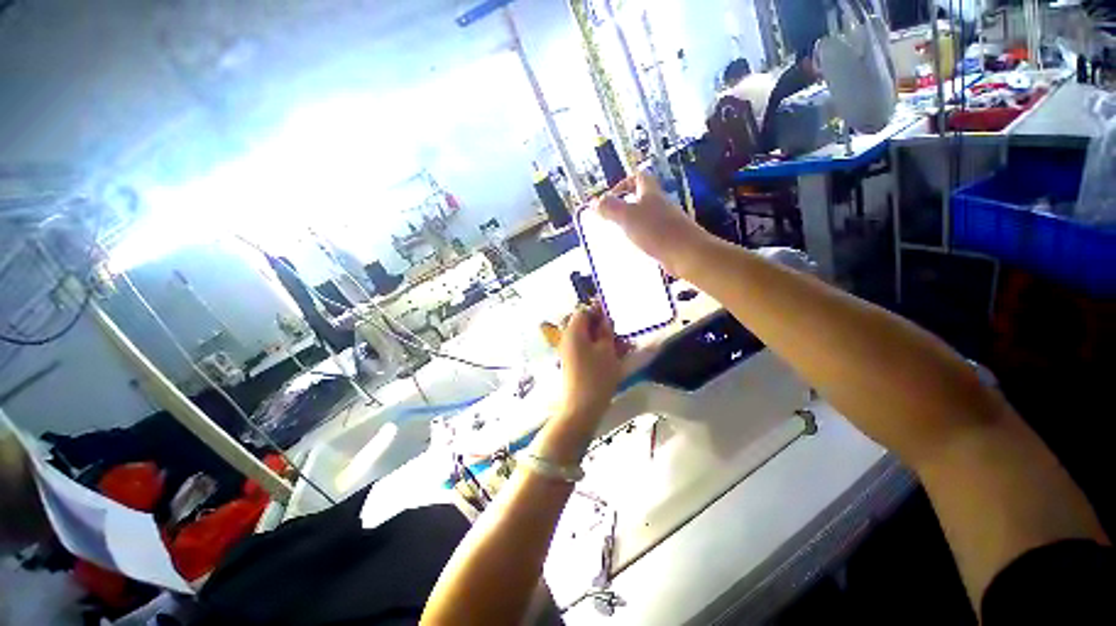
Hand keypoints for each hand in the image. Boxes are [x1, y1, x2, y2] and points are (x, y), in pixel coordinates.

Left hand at [557, 301, 623, 422]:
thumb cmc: (597, 375)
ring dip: (602, 340)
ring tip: (621, 348)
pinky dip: (598, 350)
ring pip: (586, 338)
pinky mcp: (572, 363)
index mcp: (573, 331)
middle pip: (584, 325)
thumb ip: (606, 330)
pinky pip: (585, 350)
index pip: (582, 311)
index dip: (597, 312)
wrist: (582, 406)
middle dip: (602, 328)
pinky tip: (613, 357)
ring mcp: (568, 351)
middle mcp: (567, 338)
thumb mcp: (607, 349)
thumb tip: (604, 318)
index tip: (612, 321)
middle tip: (618, 336)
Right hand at [592, 171, 709, 275]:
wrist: (686, 253)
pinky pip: (652, 233)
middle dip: (626, 205)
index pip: (638, 176)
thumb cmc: (656, 230)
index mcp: (651, 193)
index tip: (611, 197)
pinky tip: (635, 248)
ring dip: (633, 222)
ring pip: (647, 216)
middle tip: (612, 218)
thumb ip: (610, 208)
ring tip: (620, 234)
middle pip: (642, 197)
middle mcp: (660, 204)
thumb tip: (594, 202)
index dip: (624, 182)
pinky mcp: (670, 238)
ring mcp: (667, 222)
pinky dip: (641, 237)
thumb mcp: (627, 216)